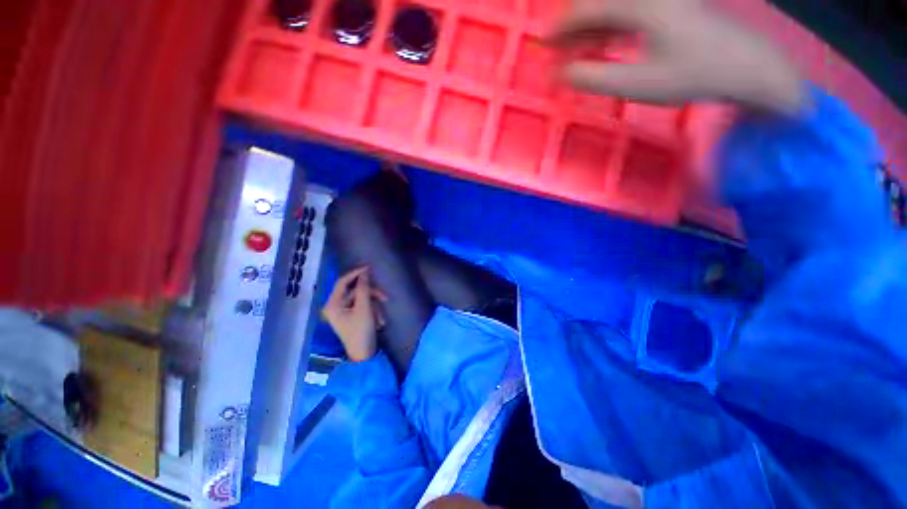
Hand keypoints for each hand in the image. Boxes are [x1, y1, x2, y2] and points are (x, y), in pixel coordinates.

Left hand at [322, 267, 387, 361]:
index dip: (356, 273)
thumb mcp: (364, 308)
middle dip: (371, 295)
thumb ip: (364, 288)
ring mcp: (343, 311)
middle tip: (385, 298)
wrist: (364, 355)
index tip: (369, 268)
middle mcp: (335, 306)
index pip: (342, 282)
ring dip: (374, 305)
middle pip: (355, 291)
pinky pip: (363, 306)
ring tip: (381, 318)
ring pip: (362, 298)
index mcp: (333, 304)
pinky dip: (372, 310)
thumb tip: (365, 272)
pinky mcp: (351, 315)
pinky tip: (379, 321)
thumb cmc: (361, 331)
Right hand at [551, 0, 803, 113]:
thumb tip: (561, 74)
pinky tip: (600, 45)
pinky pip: (627, 13)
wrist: (745, 65)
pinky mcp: (667, 7)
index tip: (542, 44)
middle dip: (572, 26)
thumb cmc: (693, 75)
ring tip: (572, 52)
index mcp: (641, 5)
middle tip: (555, 51)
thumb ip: (594, 78)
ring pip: (612, 8)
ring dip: (588, 29)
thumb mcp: (638, 84)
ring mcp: (659, 0)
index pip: (588, 10)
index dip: (560, 28)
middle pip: (598, 4)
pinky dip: (608, 29)